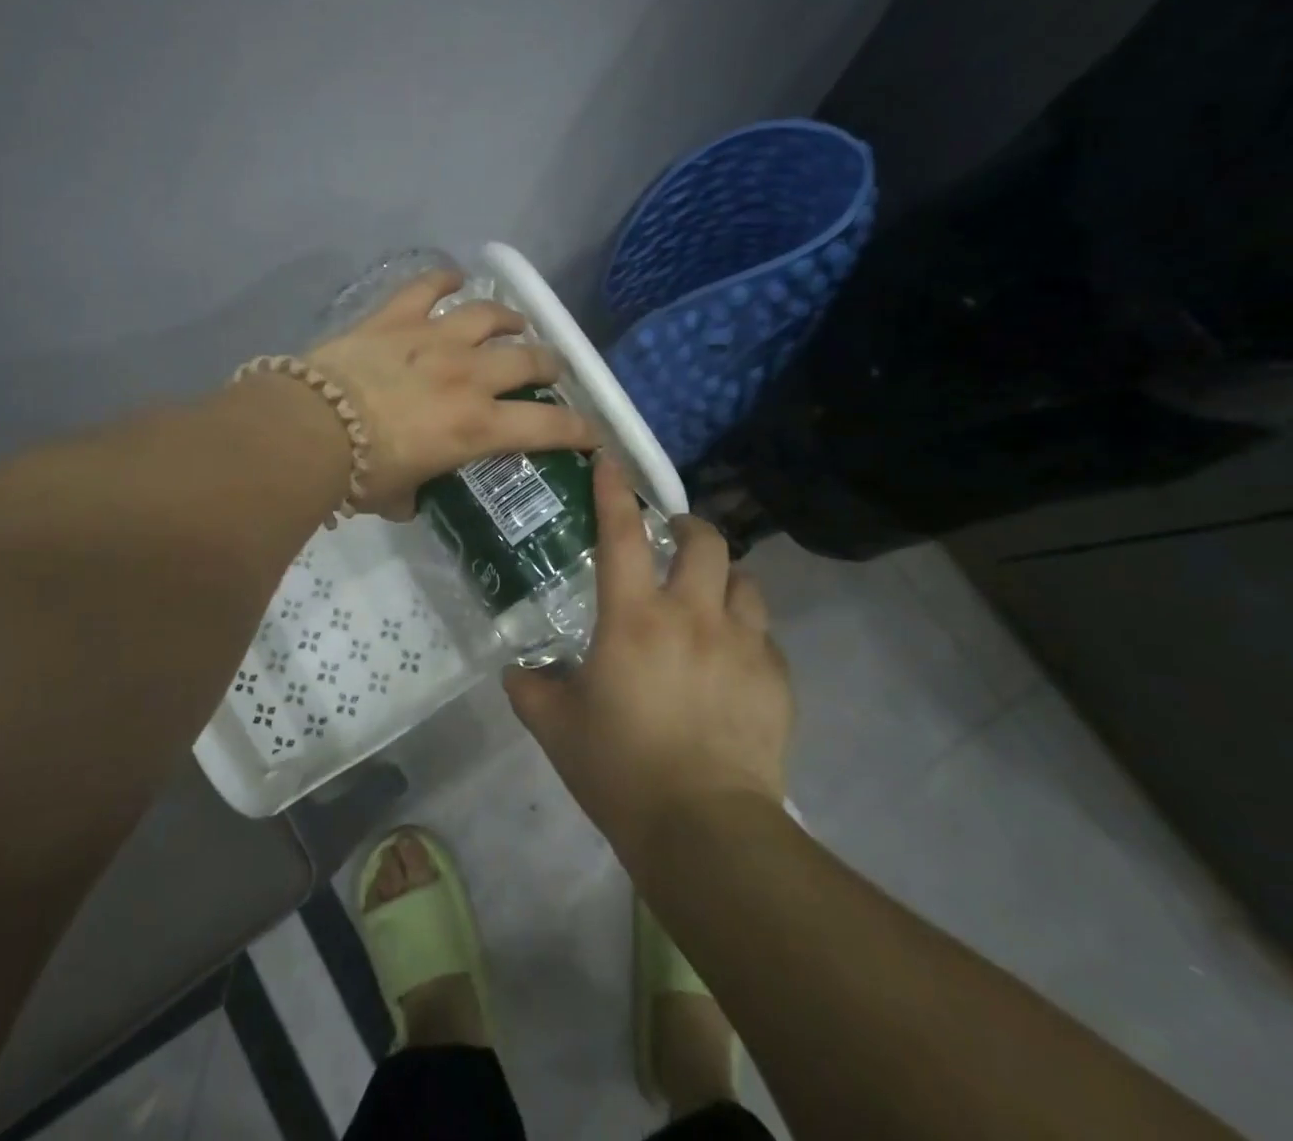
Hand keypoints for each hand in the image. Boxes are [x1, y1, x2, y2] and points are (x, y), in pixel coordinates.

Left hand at [306, 268, 596, 517]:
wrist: (310, 428)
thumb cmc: (359, 473)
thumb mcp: (397, 496)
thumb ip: (414, 494)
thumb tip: (411, 497)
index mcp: (477, 427)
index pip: (548, 428)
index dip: (579, 430)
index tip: (593, 433)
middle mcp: (468, 376)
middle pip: (528, 359)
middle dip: (549, 365)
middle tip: (549, 370)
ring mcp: (434, 338)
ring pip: (488, 315)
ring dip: (509, 318)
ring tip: (515, 322)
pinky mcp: (396, 317)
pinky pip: (428, 286)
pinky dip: (443, 278)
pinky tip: (452, 277)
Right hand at [504, 458, 792, 847]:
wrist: (705, 831)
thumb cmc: (620, 769)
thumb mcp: (556, 727)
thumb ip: (530, 689)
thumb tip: (517, 672)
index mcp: (634, 619)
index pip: (621, 535)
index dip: (613, 491)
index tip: (609, 461)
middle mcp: (692, 616)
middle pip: (703, 542)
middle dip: (687, 527)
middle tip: (671, 539)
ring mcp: (742, 645)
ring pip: (744, 582)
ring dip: (723, 578)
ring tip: (708, 596)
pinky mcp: (776, 679)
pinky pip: (765, 635)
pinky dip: (746, 632)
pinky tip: (731, 659)